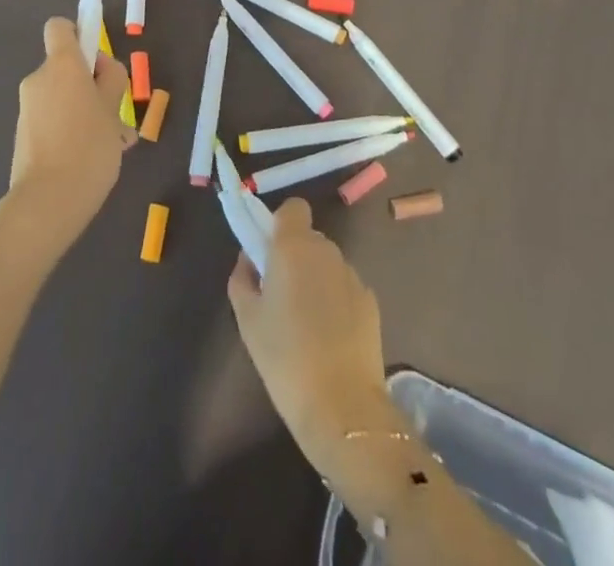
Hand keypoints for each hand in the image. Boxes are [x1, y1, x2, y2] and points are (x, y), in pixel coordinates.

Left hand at [0, 18, 133, 259]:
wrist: (47, 202)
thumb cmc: (89, 146)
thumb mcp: (113, 108)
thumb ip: (111, 79)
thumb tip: (101, 69)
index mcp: (61, 64)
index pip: (60, 28)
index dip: (79, 35)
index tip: (98, 61)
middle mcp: (39, 79)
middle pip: (66, 67)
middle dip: (91, 84)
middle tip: (116, 115)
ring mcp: (28, 108)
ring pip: (63, 97)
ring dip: (85, 111)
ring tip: (111, 144)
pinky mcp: (24, 135)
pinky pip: (53, 120)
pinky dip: (70, 130)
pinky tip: (92, 159)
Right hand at [227, 199, 396, 464]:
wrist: (341, 407)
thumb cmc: (284, 357)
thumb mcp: (247, 318)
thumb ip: (243, 277)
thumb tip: (250, 259)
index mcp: (293, 246)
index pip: (293, 208)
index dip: (281, 224)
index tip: (269, 253)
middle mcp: (326, 250)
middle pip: (309, 238)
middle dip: (295, 256)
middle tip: (281, 294)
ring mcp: (352, 275)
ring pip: (328, 263)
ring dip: (316, 279)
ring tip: (306, 322)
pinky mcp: (371, 302)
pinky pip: (345, 288)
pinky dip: (336, 301)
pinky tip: (329, 337)